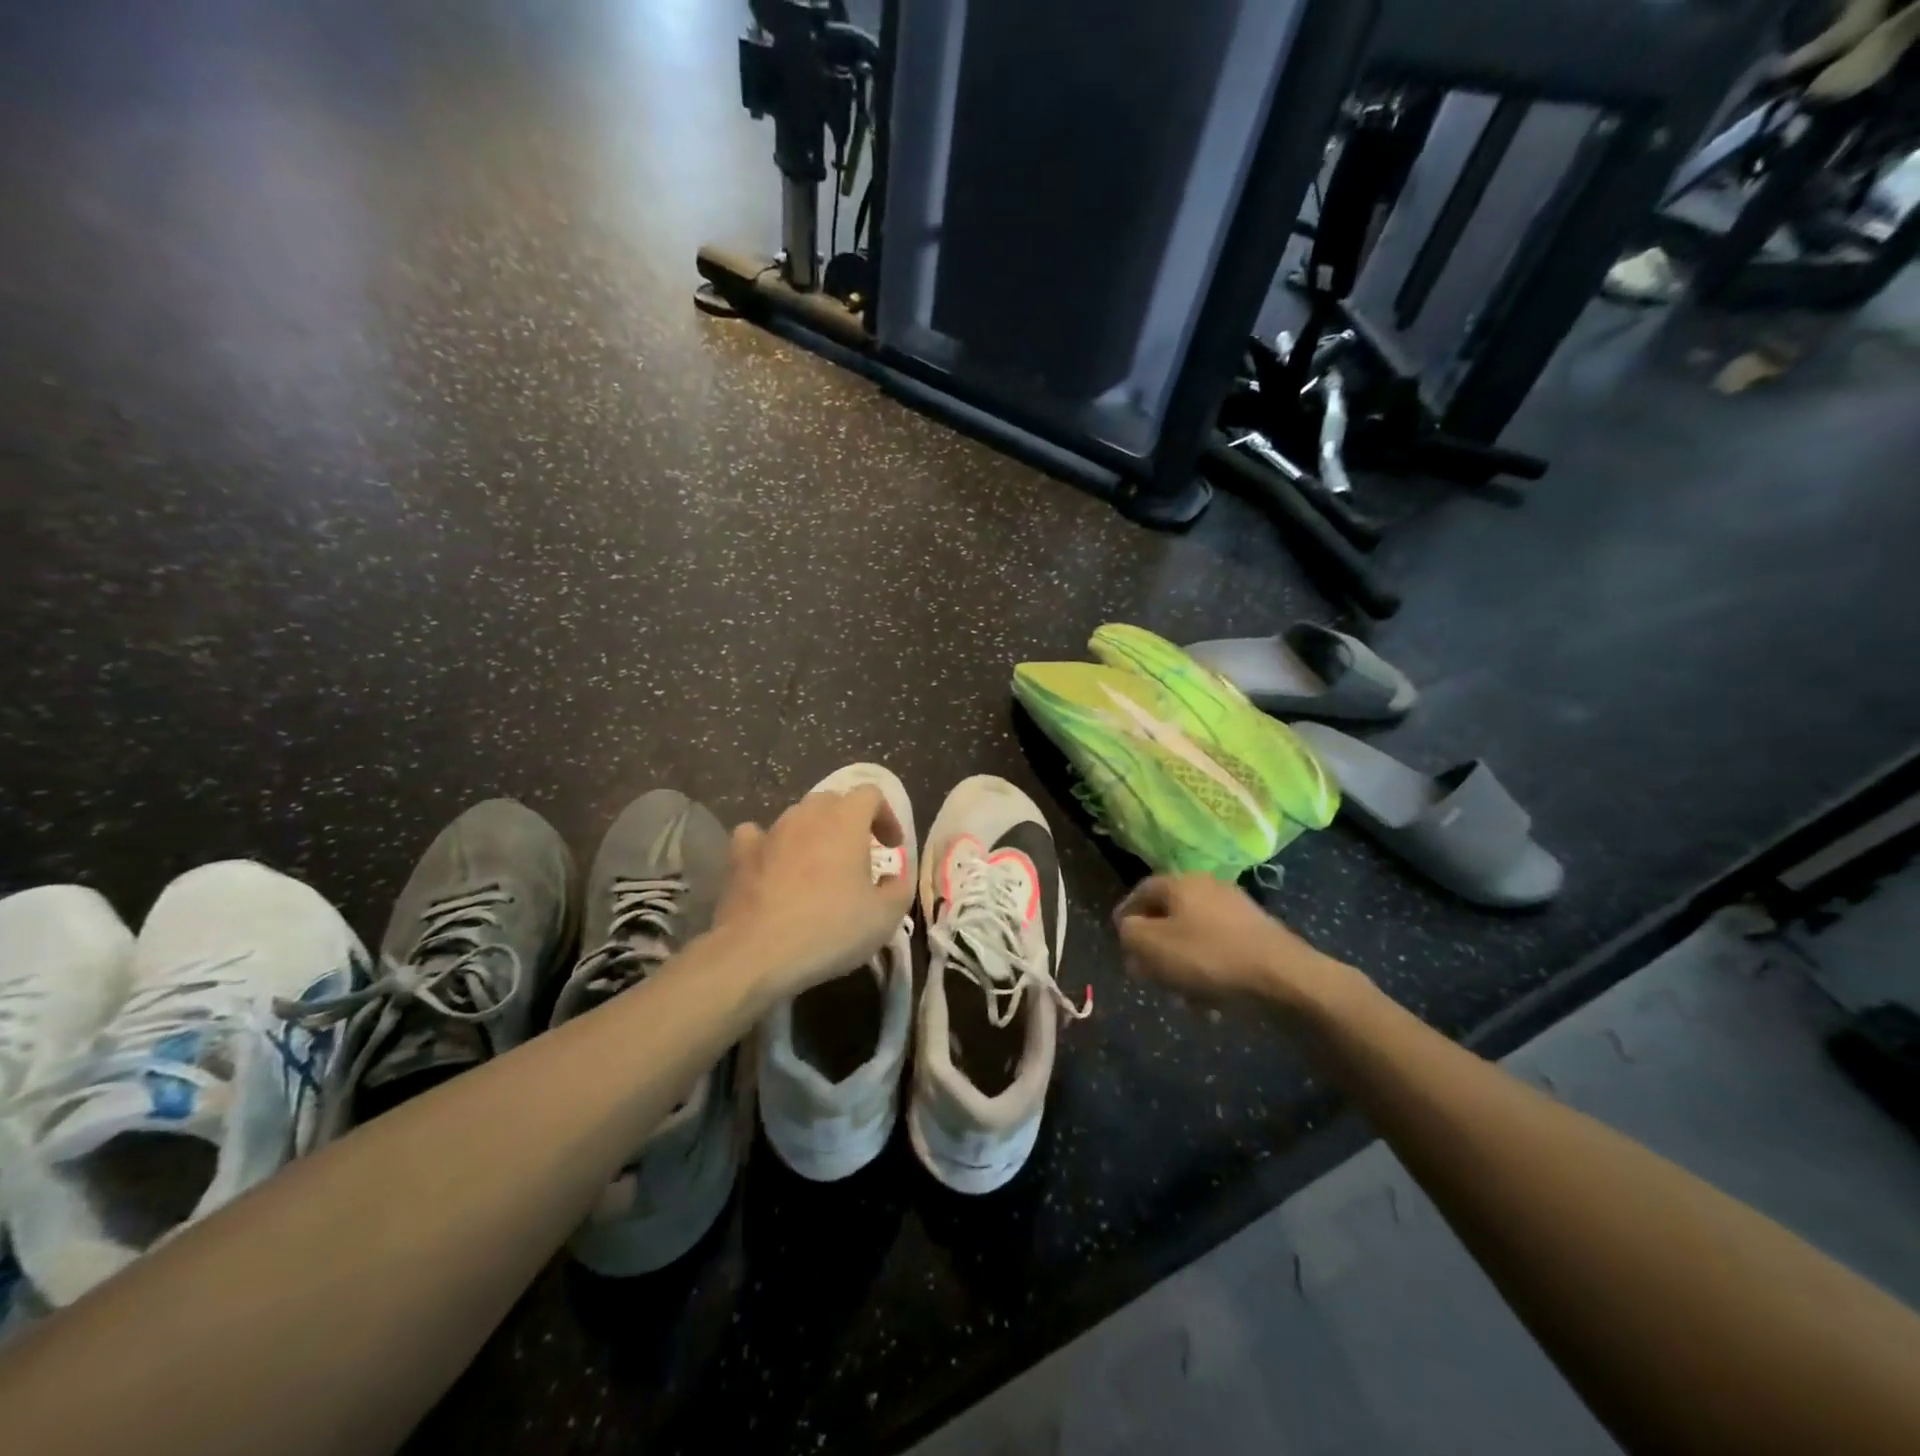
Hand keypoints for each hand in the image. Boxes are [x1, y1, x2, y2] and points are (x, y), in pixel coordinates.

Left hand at [713, 785, 914, 1002]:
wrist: (758, 953)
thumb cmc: (830, 928)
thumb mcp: (885, 917)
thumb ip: (899, 889)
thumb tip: (893, 879)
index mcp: (846, 820)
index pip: (870, 794)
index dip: (886, 816)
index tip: (891, 847)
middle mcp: (807, 815)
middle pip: (833, 801)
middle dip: (850, 822)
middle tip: (858, 856)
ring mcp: (770, 832)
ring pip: (797, 817)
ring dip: (814, 833)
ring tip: (819, 867)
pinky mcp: (740, 855)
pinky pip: (757, 835)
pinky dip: (770, 845)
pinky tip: (774, 865)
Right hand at [1114, 874, 1346, 1012]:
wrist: (1283, 979)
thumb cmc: (1208, 957)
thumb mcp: (1151, 946)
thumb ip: (1129, 933)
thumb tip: (1130, 930)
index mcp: (1181, 882)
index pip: (1141, 891)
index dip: (1125, 915)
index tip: (1118, 941)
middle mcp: (1208, 887)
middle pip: (1169, 915)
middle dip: (1155, 947)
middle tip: (1147, 974)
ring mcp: (1237, 910)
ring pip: (1194, 936)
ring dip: (1182, 964)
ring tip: (1180, 996)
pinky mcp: (1257, 935)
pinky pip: (1220, 951)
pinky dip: (1209, 972)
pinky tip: (1210, 1001)